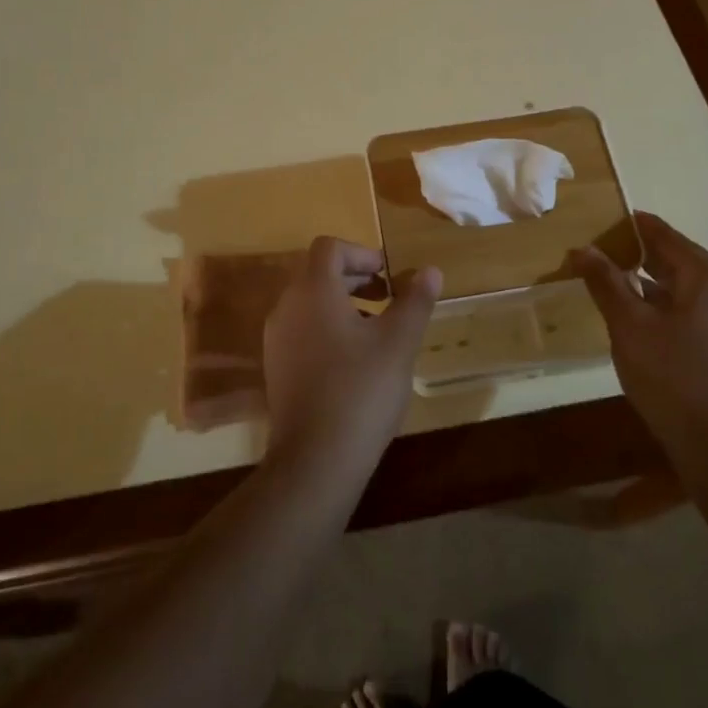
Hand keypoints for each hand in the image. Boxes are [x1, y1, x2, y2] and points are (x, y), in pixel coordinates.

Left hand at [262, 237, 440, 475]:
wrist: (316, 460)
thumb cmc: (361, 390)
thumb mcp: (398, 342)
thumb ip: (415, 301)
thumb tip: (430, 270)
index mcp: (312, 291)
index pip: (329, 248)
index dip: (361, 253)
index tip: (389, 275)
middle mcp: (286, 308)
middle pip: (317, 273)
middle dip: (355, 278)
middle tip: (390, 298)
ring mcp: (276, 340)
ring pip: (310, 304)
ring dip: (344, 304)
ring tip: (377, 331)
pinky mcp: (277, 368)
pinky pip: (303, 331)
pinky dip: (328, 329)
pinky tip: (355, 361)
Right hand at [572, 212, 707, 475]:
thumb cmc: (673, 378)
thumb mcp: (629, 327)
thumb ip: (606, 283)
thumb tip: (582, 248)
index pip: (667, 238)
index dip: (637, 227)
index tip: (611, 220)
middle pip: (683, 263)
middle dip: (644, 259)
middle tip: (607, 256)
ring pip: (693, 293)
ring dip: (657, 289)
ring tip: (620, 290)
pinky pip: (703, 316)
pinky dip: (674, 311)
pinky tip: (649, 327)